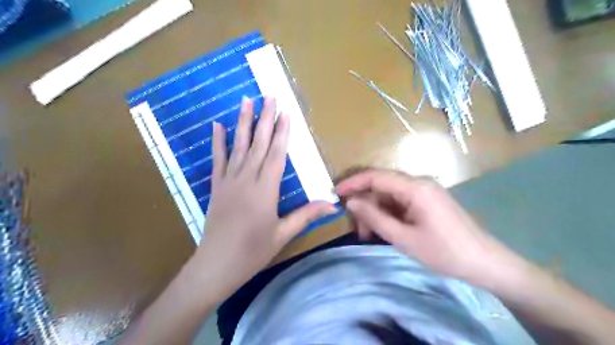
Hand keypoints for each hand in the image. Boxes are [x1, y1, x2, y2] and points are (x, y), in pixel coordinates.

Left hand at [191, 95, 334, 300]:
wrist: (216, 265)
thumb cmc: (253, 252)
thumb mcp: (283, 234)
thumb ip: (306, 215)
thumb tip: (332, 205)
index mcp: (265, 190)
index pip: (276, 155)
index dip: (282, 133)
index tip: (285, 113)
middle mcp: (247, 179)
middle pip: (258, 144)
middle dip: (265, 119)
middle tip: (269, 96)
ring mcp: (229, 181)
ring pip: (238, 146)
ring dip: (243, 122)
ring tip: (246, 101)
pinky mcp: (216, 186)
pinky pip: (217, 160)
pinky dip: (218, 142)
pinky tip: (217, 125)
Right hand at [335, 168, 527, 287]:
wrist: (486, 263)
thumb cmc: (445, 253)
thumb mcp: (404, 238)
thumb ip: (375, 217)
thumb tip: (351, 202)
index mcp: (415, 188)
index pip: (375, 176)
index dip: (353, 183)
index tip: (335, 193)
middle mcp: (419, 183)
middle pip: (382, 186)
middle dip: (365, 205)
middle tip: (357, 229)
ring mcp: (425, 191)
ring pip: (389, 195)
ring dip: (376, 212)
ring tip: (369, 235)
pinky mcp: (427, 201)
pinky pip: (400, 202)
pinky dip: (388, 215)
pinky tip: (384, 231)